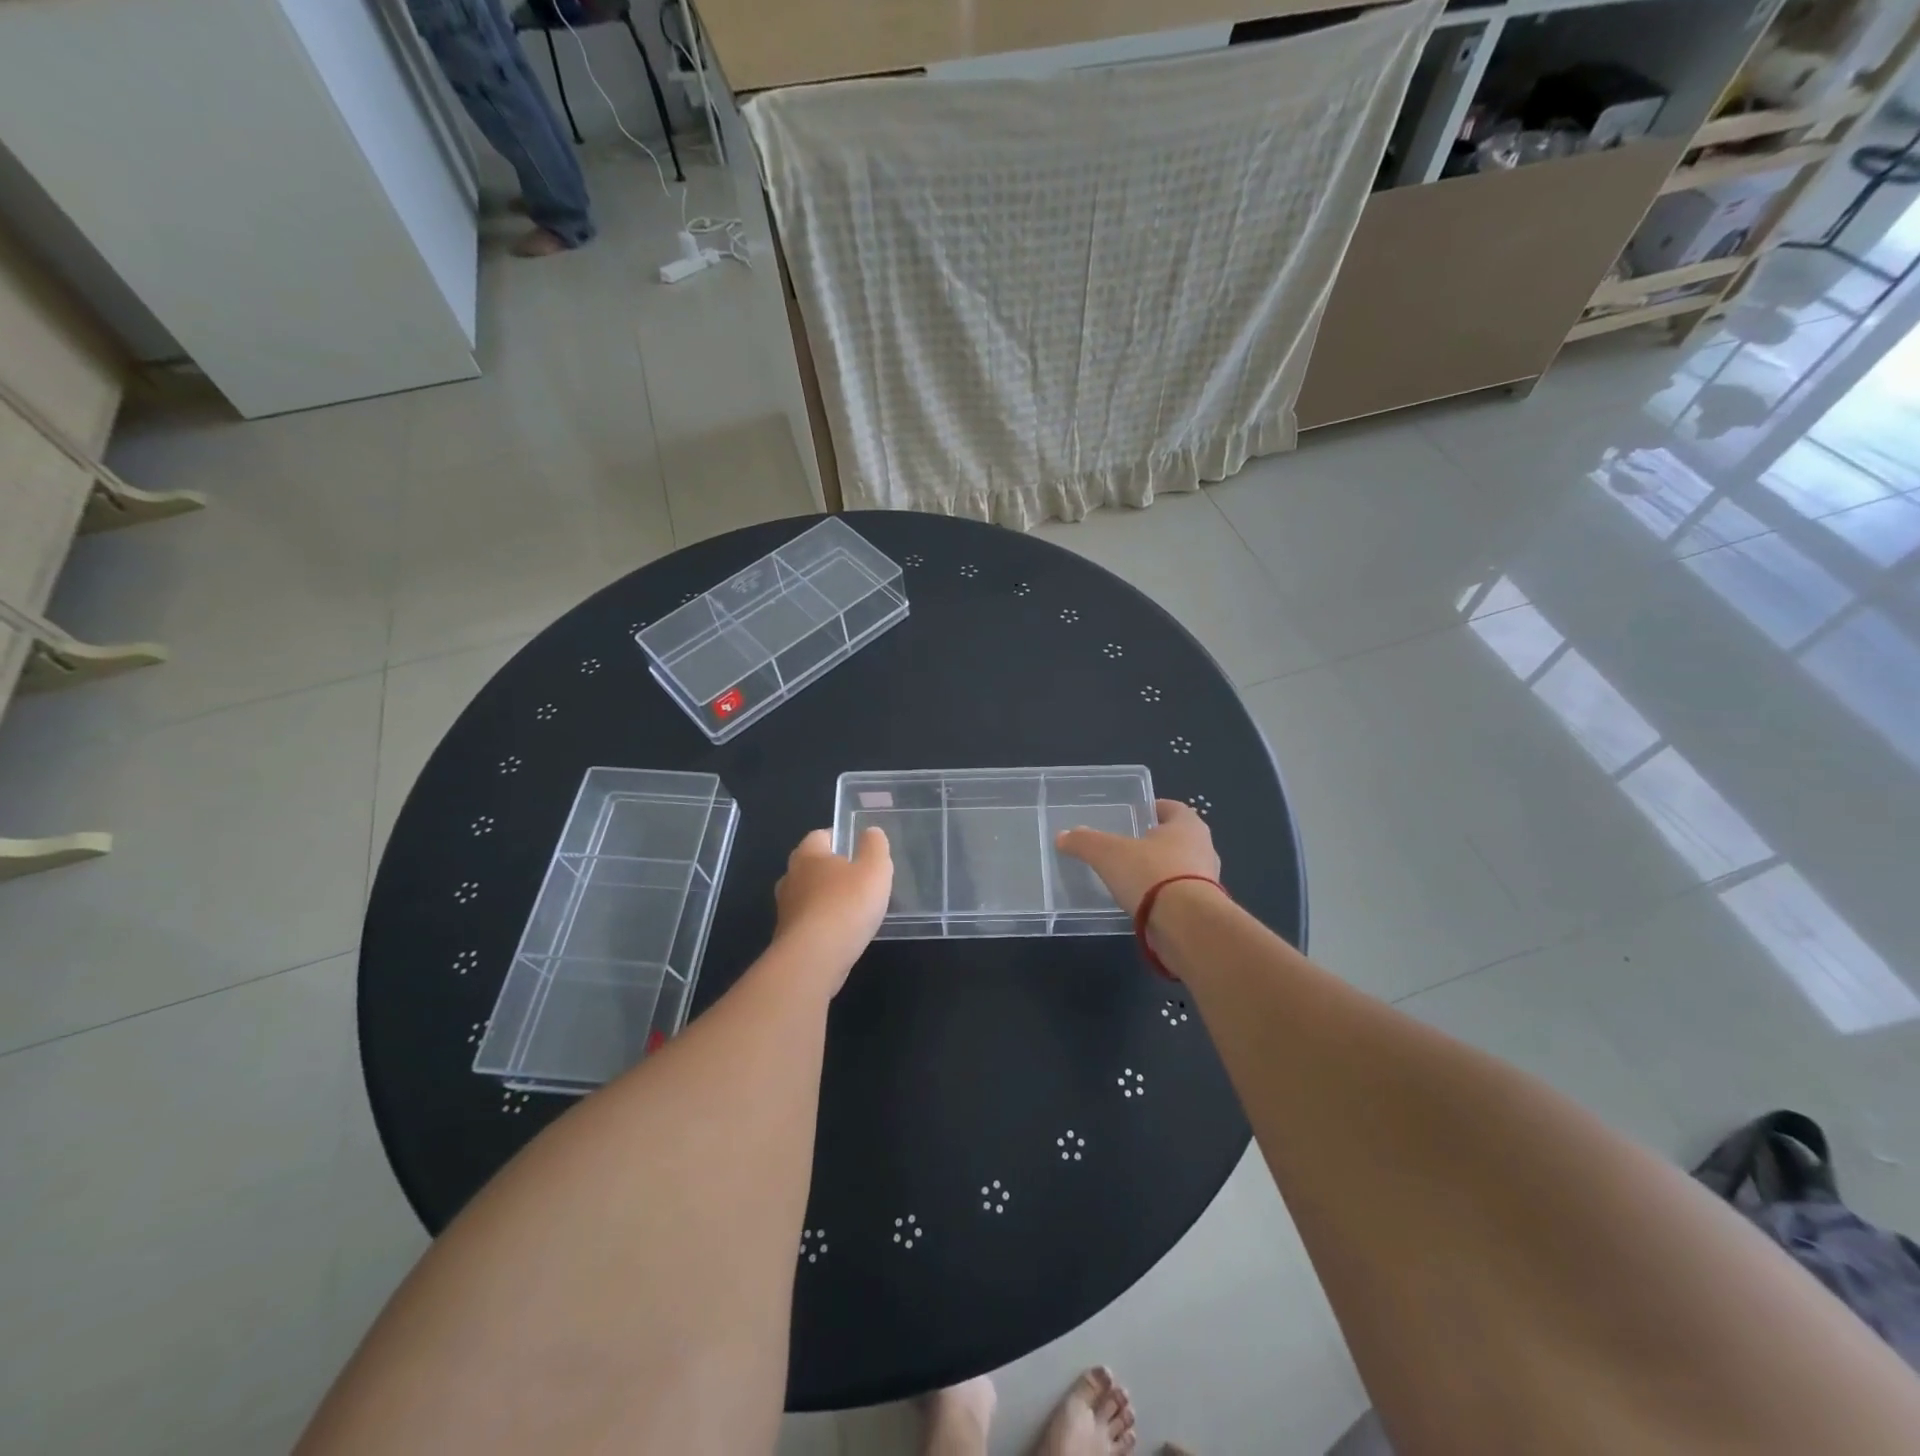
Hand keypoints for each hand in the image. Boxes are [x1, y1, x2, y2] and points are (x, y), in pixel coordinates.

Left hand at [772, 827, 892, 991]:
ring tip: (850, 907)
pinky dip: (821, 923)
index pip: (819, 836)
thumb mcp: (874, 870)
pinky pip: (807, 922)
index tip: (855, 846)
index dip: (837, 838)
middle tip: (854, 876)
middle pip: (809, 866)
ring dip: (824, 898)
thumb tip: (870, 832)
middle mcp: (791, 878)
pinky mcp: (787, 938)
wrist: (814, 958)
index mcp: (809, 855)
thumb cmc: (846, 905)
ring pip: (806, 895)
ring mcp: (785, 910)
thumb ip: (874, 847)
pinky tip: (840, 933)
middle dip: (829, 869)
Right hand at [1055, 799, 1219, 917]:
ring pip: (1181, 868)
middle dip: (1155, 842)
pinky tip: (1143, 904)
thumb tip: (1063, 837)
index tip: (1134, 815)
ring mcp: (1208, 881)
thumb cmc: (1151, 874)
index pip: (1172, 808)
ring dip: (1161, 871)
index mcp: (1188, 825)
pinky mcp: (1204, 910)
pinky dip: (1164, 897)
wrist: (1186, 925)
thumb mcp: (1108, 854)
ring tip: (1132, 877)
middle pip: (1178, 838)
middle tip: (1128, 846)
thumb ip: (1085, 842)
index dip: (1153, 809)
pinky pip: (1180, 896)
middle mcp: (1204, 848)